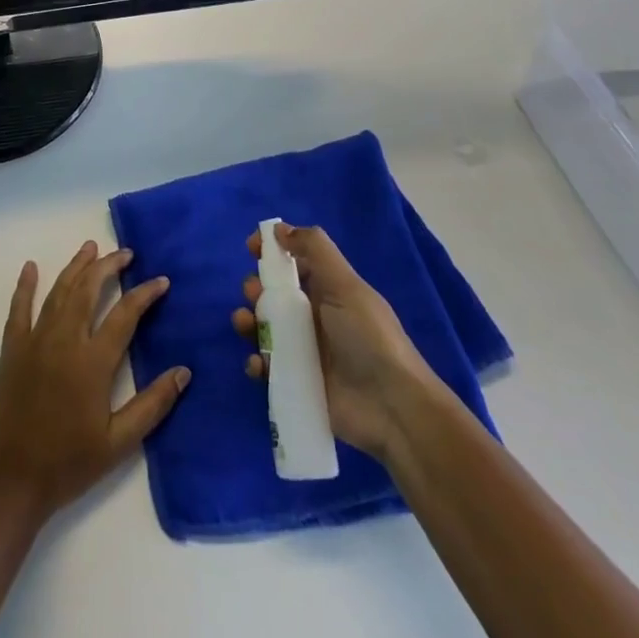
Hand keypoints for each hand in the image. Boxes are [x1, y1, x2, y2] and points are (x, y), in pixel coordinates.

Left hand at [0, 241, 189, 521]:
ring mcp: (35, 341)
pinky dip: (25, 285)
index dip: (145, 294)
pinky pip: (19, 309)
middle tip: (125, 253)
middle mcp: (65, 340)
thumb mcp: (119, 443)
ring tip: (90, 247)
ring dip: (76, 267)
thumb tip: (183, 371)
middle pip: (89, 290)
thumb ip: (152, 405)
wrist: (11, 481)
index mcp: (93, 361)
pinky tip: (30, 267)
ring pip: (59, 291)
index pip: (125, 314)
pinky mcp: (12, 350)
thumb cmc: (68, 464)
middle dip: (108, 266)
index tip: (161, 280)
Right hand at [231, 223, 432, 458]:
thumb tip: (279, 228)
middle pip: (273, 294)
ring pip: (264, 328)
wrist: (392, 409)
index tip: (252, 247)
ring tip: (246, 325)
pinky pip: (267, 366)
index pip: (293, 262)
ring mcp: (304, 351)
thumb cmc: (368, 338)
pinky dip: (256, 362)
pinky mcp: (296, 383)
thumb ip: (314, 250)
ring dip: (247, 321)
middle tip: (254, 294)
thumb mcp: (346, 285)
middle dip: (255, 288)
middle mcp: (313, 317)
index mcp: (327, 290)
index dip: (272, 251)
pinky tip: (259, 364)